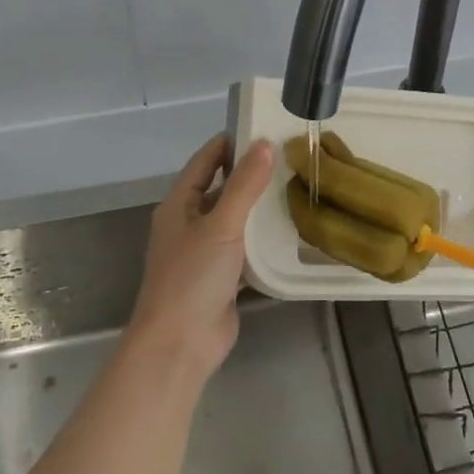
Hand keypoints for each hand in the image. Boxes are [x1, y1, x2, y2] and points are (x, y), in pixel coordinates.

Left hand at [128, 134, 274, 379]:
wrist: (179, 345)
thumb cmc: (192, 277)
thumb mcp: (221, 225)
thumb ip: (244, 185)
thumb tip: (265, 144)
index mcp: (179, 205)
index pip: (204, 161)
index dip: (229, 143)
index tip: (263, 128)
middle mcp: (188, 224)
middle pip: (219, 188)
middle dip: (249, 174)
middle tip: (289, 159)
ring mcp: (203, 253)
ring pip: (233, 220)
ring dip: (257, 208)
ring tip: (295, 188)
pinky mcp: (220, 279)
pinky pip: (243, 249)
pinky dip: (261, 240)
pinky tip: (288, 233)